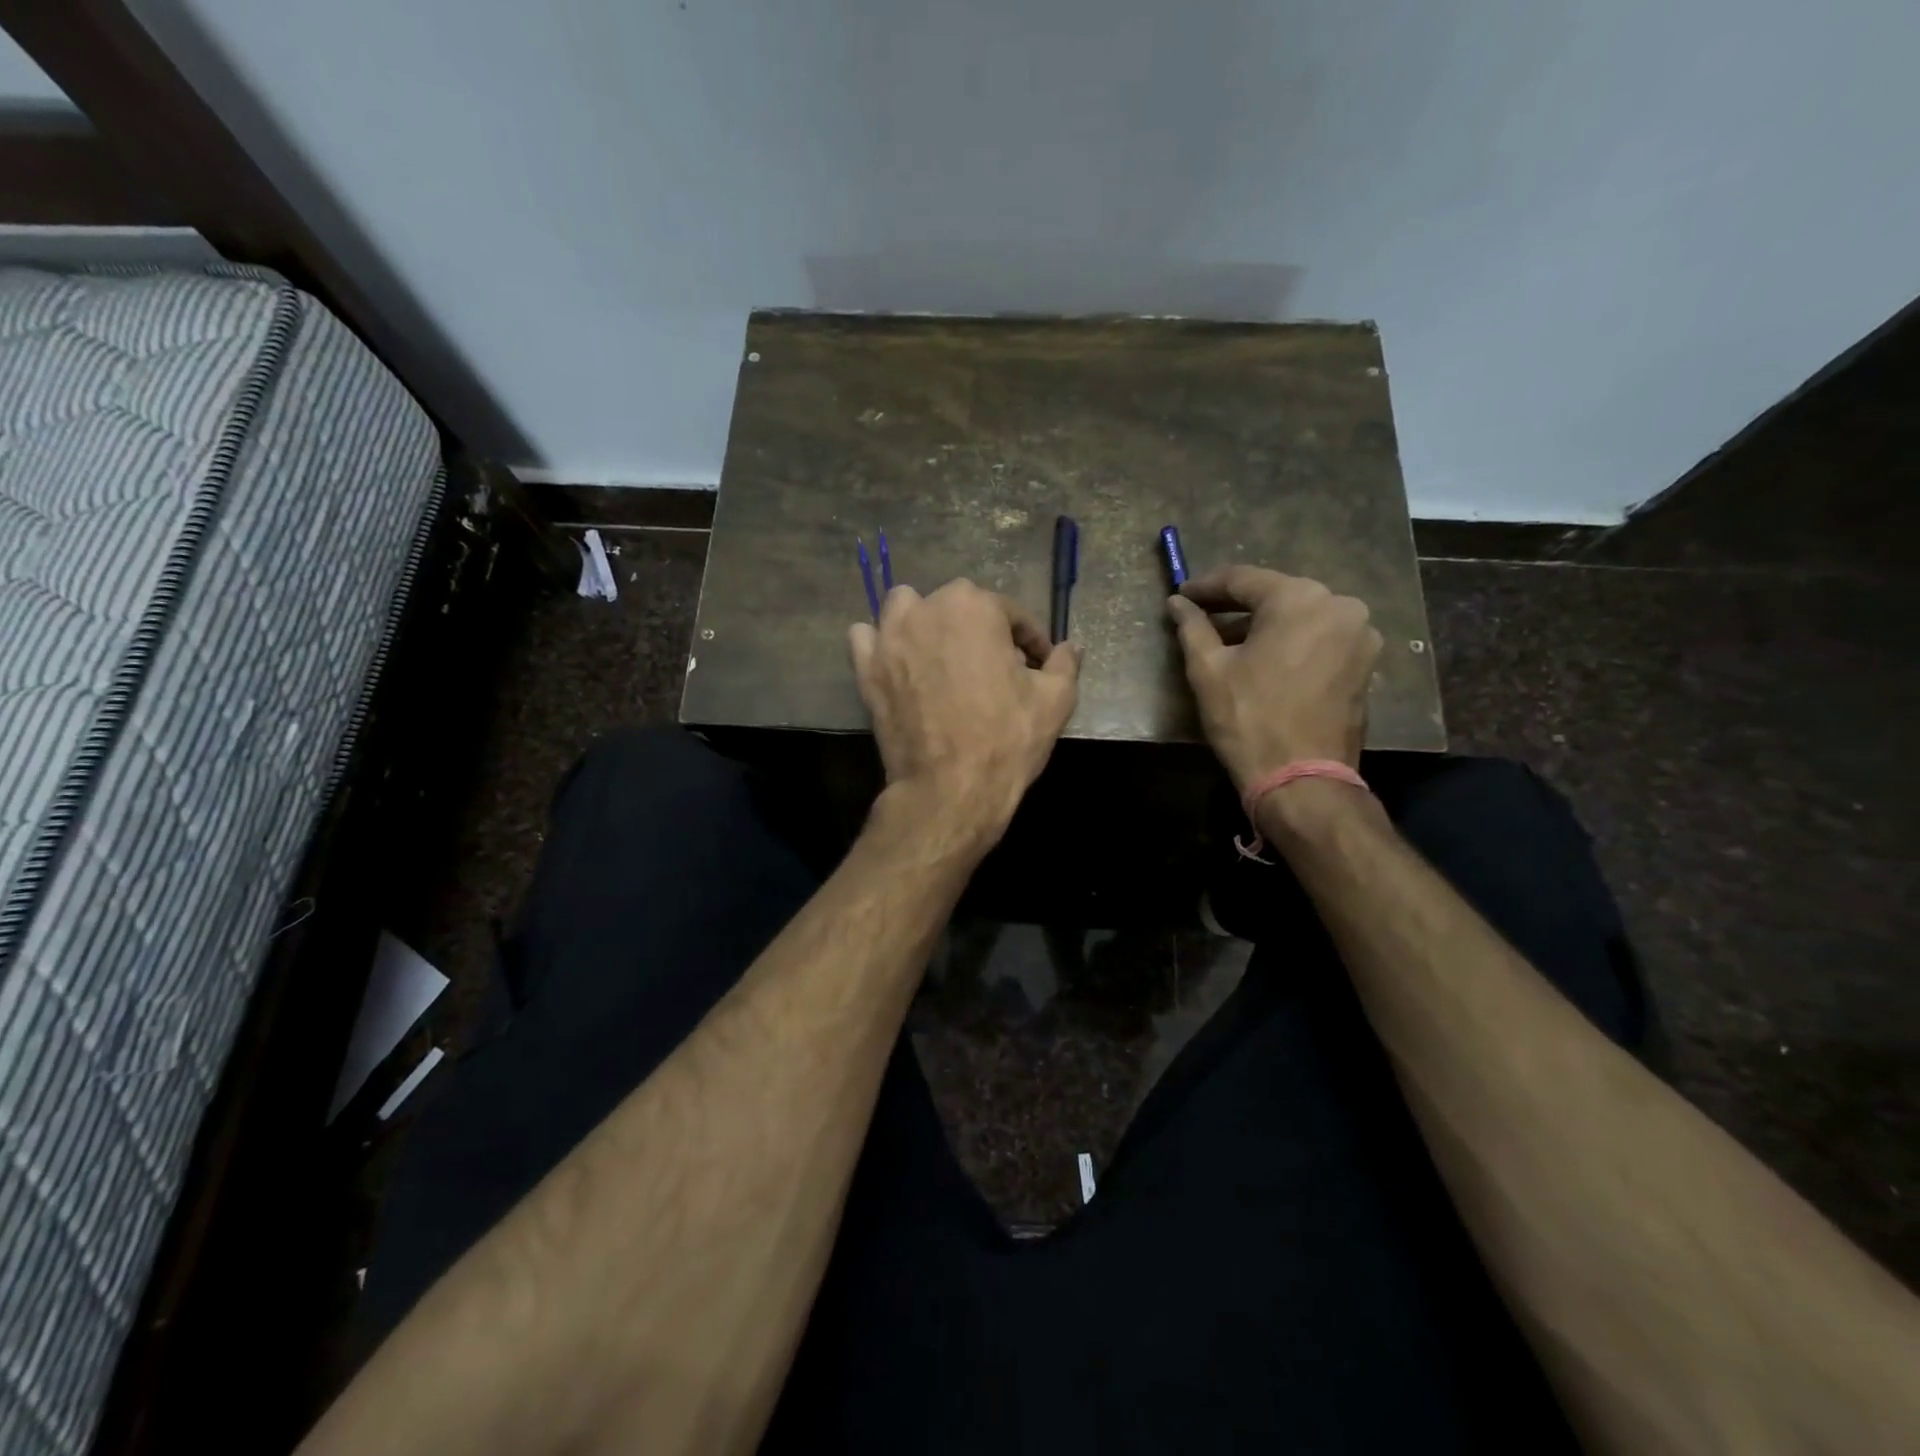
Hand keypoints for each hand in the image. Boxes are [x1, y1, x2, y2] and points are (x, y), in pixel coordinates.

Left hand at [850, 580, 1080, 841]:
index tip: (1039, 664)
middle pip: (959, 605)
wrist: (950, 789)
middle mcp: (927, 610)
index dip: (1030, 639)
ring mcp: (890, 639)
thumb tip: (1072, 647)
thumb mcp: (1054, 701)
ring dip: (924, 620)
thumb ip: (1064, 664)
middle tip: (995, 666)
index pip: (1011, 613)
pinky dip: (881, 643)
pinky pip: (867, 638)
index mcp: (975, 607)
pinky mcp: (867, 669)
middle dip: (980, 629)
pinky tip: (899, 662)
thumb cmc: (1007, 739)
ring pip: (905, 608)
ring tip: (942, 653)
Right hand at [1165, 565, 1381, 792]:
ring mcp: (1360, 635)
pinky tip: (1264, 659)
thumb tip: (1177, 603)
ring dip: (1264, 625)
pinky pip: (1320, 638)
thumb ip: (1192, 627)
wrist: (1302, 779)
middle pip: (1276, 595)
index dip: (1206, 587)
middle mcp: (1339, 605)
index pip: (1243, 579)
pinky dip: (1290, 642)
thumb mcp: (1208, 669)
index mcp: (1299, 598)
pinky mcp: (1366, 663)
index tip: (1181, 594)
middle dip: (1237, 605)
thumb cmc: (1249, 719)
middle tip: (1202, 616)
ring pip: (1300, 617)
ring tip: (1230, 642)